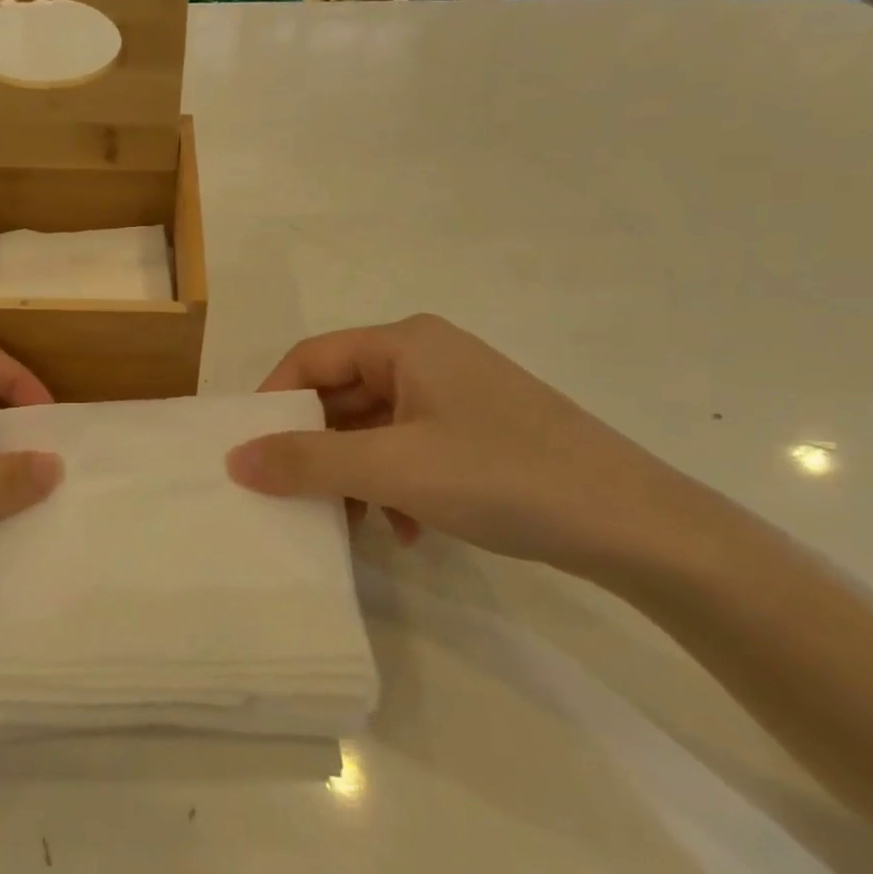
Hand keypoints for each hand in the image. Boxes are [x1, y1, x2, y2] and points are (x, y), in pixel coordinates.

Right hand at [227, 315, 706, 576]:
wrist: (638, 526)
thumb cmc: (505, 477)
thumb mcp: (394, 469)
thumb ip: (308, 461)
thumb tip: (234, 460)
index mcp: (405, 343)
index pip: (311, 358)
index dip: (273, 402)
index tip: (249, 453)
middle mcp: (427, 357)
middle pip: (341, 394)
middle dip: (316, 447)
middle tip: (291, 496)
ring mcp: (455, 395)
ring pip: (374, 427)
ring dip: (354, 474)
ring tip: (353, 523)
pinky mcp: (477, 432)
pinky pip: (409, 449)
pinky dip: (394, 485)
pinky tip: (407, 530)